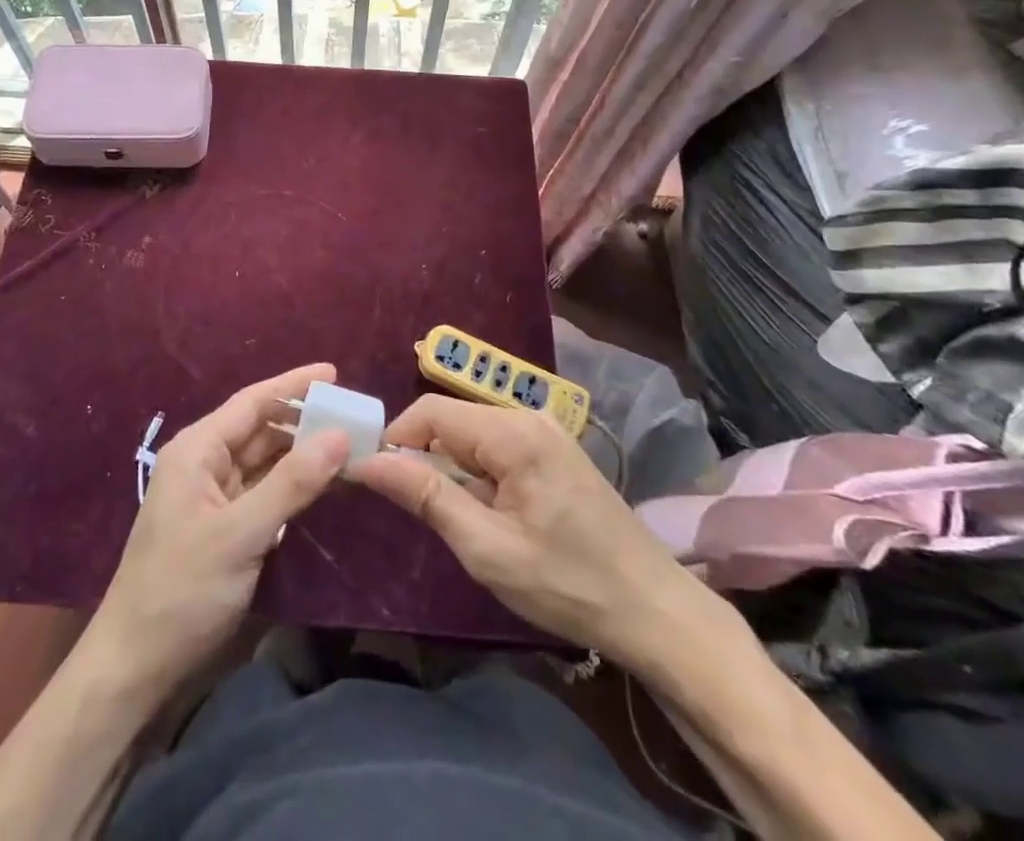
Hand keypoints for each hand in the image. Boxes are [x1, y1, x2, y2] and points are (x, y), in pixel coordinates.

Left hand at [89, 363, 349, 702]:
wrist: (135, 665)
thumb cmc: (182, 590)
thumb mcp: (241, 533)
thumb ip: (292, 483)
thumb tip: (339, 435)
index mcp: (197, 450)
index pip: (253, 402)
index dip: (293, 385)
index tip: (334, 372)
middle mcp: (203, 463)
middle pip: (259, 428)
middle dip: (303, 420)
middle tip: (352, 414)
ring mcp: (211, 496)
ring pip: (263, 460)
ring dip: (300, 452)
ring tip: (346, 442)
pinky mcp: (221, 526)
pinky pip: (262, 491)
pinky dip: (291, 484)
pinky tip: (321, 483)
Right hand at [351, 395, 722, 672]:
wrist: (656, 612)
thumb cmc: (568, 583)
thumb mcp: (487, 548)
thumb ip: (426, 496)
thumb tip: (368, 461)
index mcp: (511, 432)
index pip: (430, 412)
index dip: (396, 440)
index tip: (375, 479)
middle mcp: (528, 417)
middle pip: (452, 421)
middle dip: (425, 457)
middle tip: (418, 511)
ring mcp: (546, 432)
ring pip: (473, 435)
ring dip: (453, 469)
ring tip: (457, 519)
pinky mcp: (556, 451)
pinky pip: (498, 447)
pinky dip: (479, 473)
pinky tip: (490, 514)